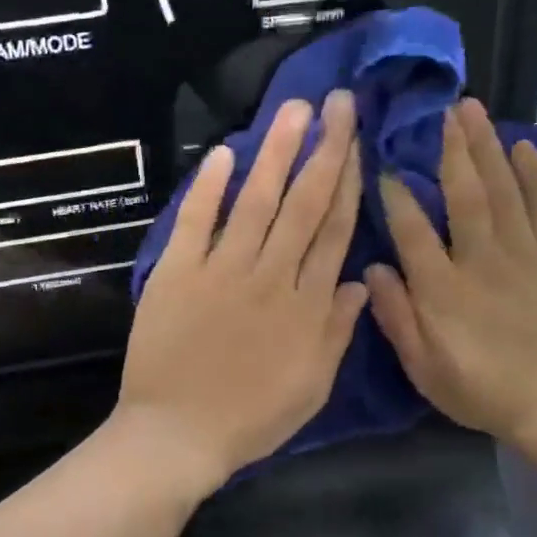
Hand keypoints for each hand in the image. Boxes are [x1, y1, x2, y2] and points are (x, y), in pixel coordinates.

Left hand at [116, 90, 368, 496]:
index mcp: (307, 304)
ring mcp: (221, 270)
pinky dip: (208, 186)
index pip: (334, 230)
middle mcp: (270, 276)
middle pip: (304, 204)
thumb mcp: (312, 385)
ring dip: (277, 152)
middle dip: (324, 149)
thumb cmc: (250, 418)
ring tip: (295, 109)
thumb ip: (338, 330)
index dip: (349, 182)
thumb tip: (359, 279)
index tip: (358, 142)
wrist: (178, 433)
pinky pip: (196, 221)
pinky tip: (225, 151)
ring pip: (257, 201)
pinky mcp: (177, 272)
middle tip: (338, 103)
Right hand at [365, 98, 536, 450]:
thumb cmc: (480, 388)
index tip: (385, 164)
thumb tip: (370, 267)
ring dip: (489, 147)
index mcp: (443, 289)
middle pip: (467, 194)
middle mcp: (483, 261)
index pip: (413, 230)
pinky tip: (524, 147)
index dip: (397, 194)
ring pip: (507, 190)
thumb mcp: (422, 366)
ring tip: (476, 112)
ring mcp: (528, 255)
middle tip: (444, 110)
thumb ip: (396, 315)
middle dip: (453, 149)